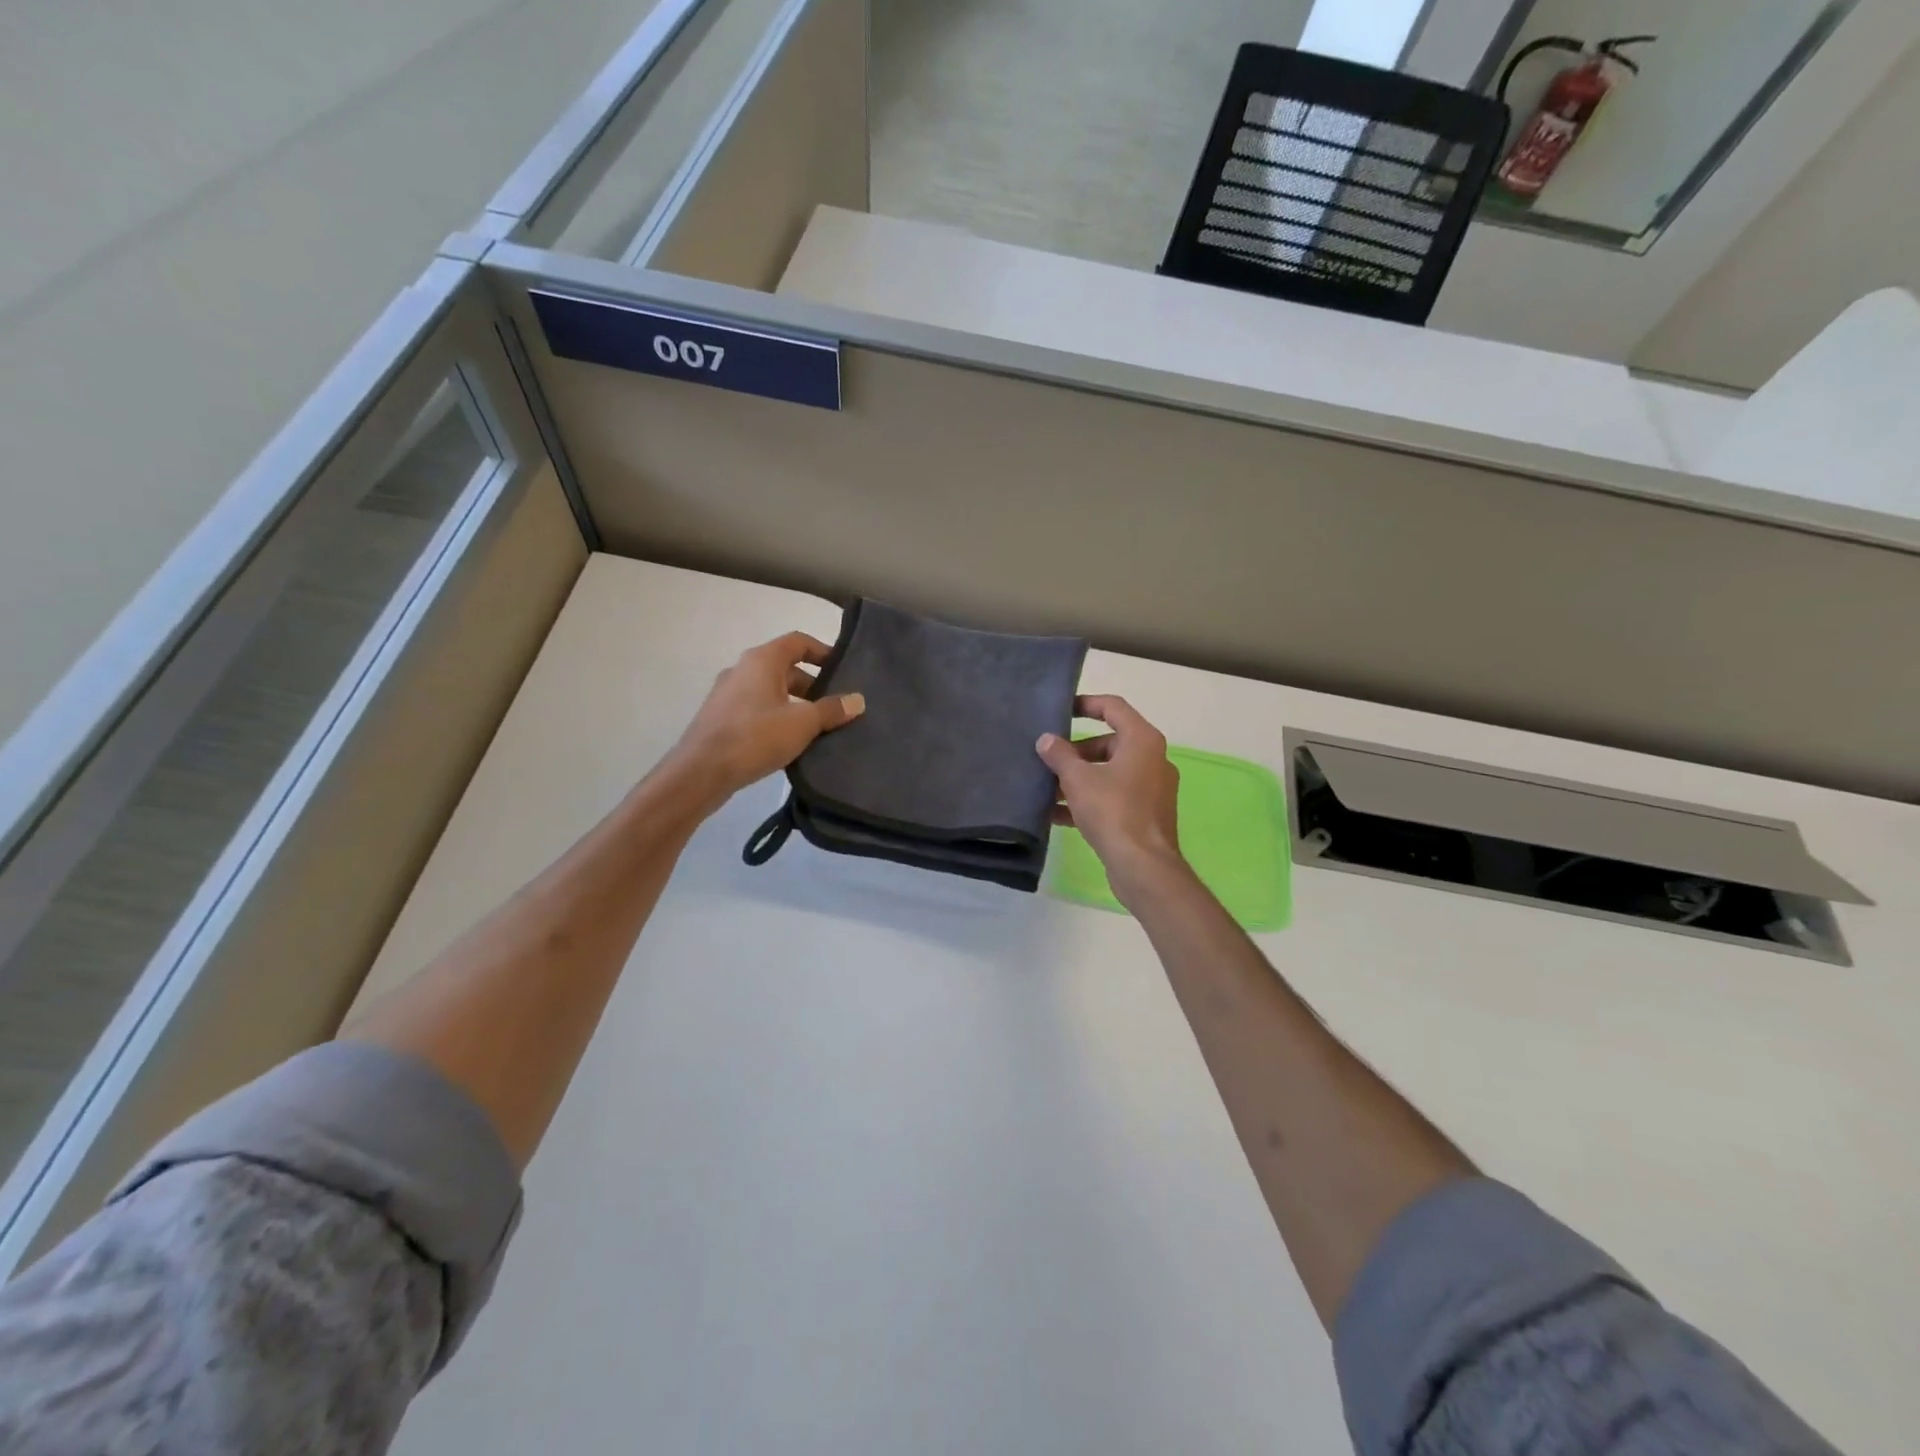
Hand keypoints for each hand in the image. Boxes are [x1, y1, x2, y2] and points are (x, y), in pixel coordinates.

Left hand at [671, 632, 864, 804]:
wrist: (701, 772)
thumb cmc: (755, 737)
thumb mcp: (802, 723)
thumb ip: (831, 710)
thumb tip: (857, 700)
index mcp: (762, 660)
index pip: (798, 642)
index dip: (823, 651)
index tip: (843, 669)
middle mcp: (742, 669)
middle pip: (785, 667)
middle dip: (812, 684)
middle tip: (835, 705)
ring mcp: (728, 694)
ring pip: (770, 690)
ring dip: (795, 703)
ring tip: (817, 727)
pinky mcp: (720, 718)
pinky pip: (756, 709)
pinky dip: (776, 717)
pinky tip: (789, 742)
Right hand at [1037, 695, 1185, 902]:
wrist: (1143, 866)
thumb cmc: (1113, 811)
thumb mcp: (1078, 779)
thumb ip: (1060, 755)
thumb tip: (1046, 740)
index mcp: (1143, 740)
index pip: (1113, 707)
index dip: (1086, 704)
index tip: (1061, 710)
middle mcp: (1152, 759)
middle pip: (1110, 742)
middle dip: (1076, 750)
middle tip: (1048, 758)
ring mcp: (1151, 789)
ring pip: (1109, 772)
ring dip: (1079, 778)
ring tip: (1046, 787)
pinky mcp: (1146, 814)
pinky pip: (1113, 797)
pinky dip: (1088, 800)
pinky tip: (1056, 815)